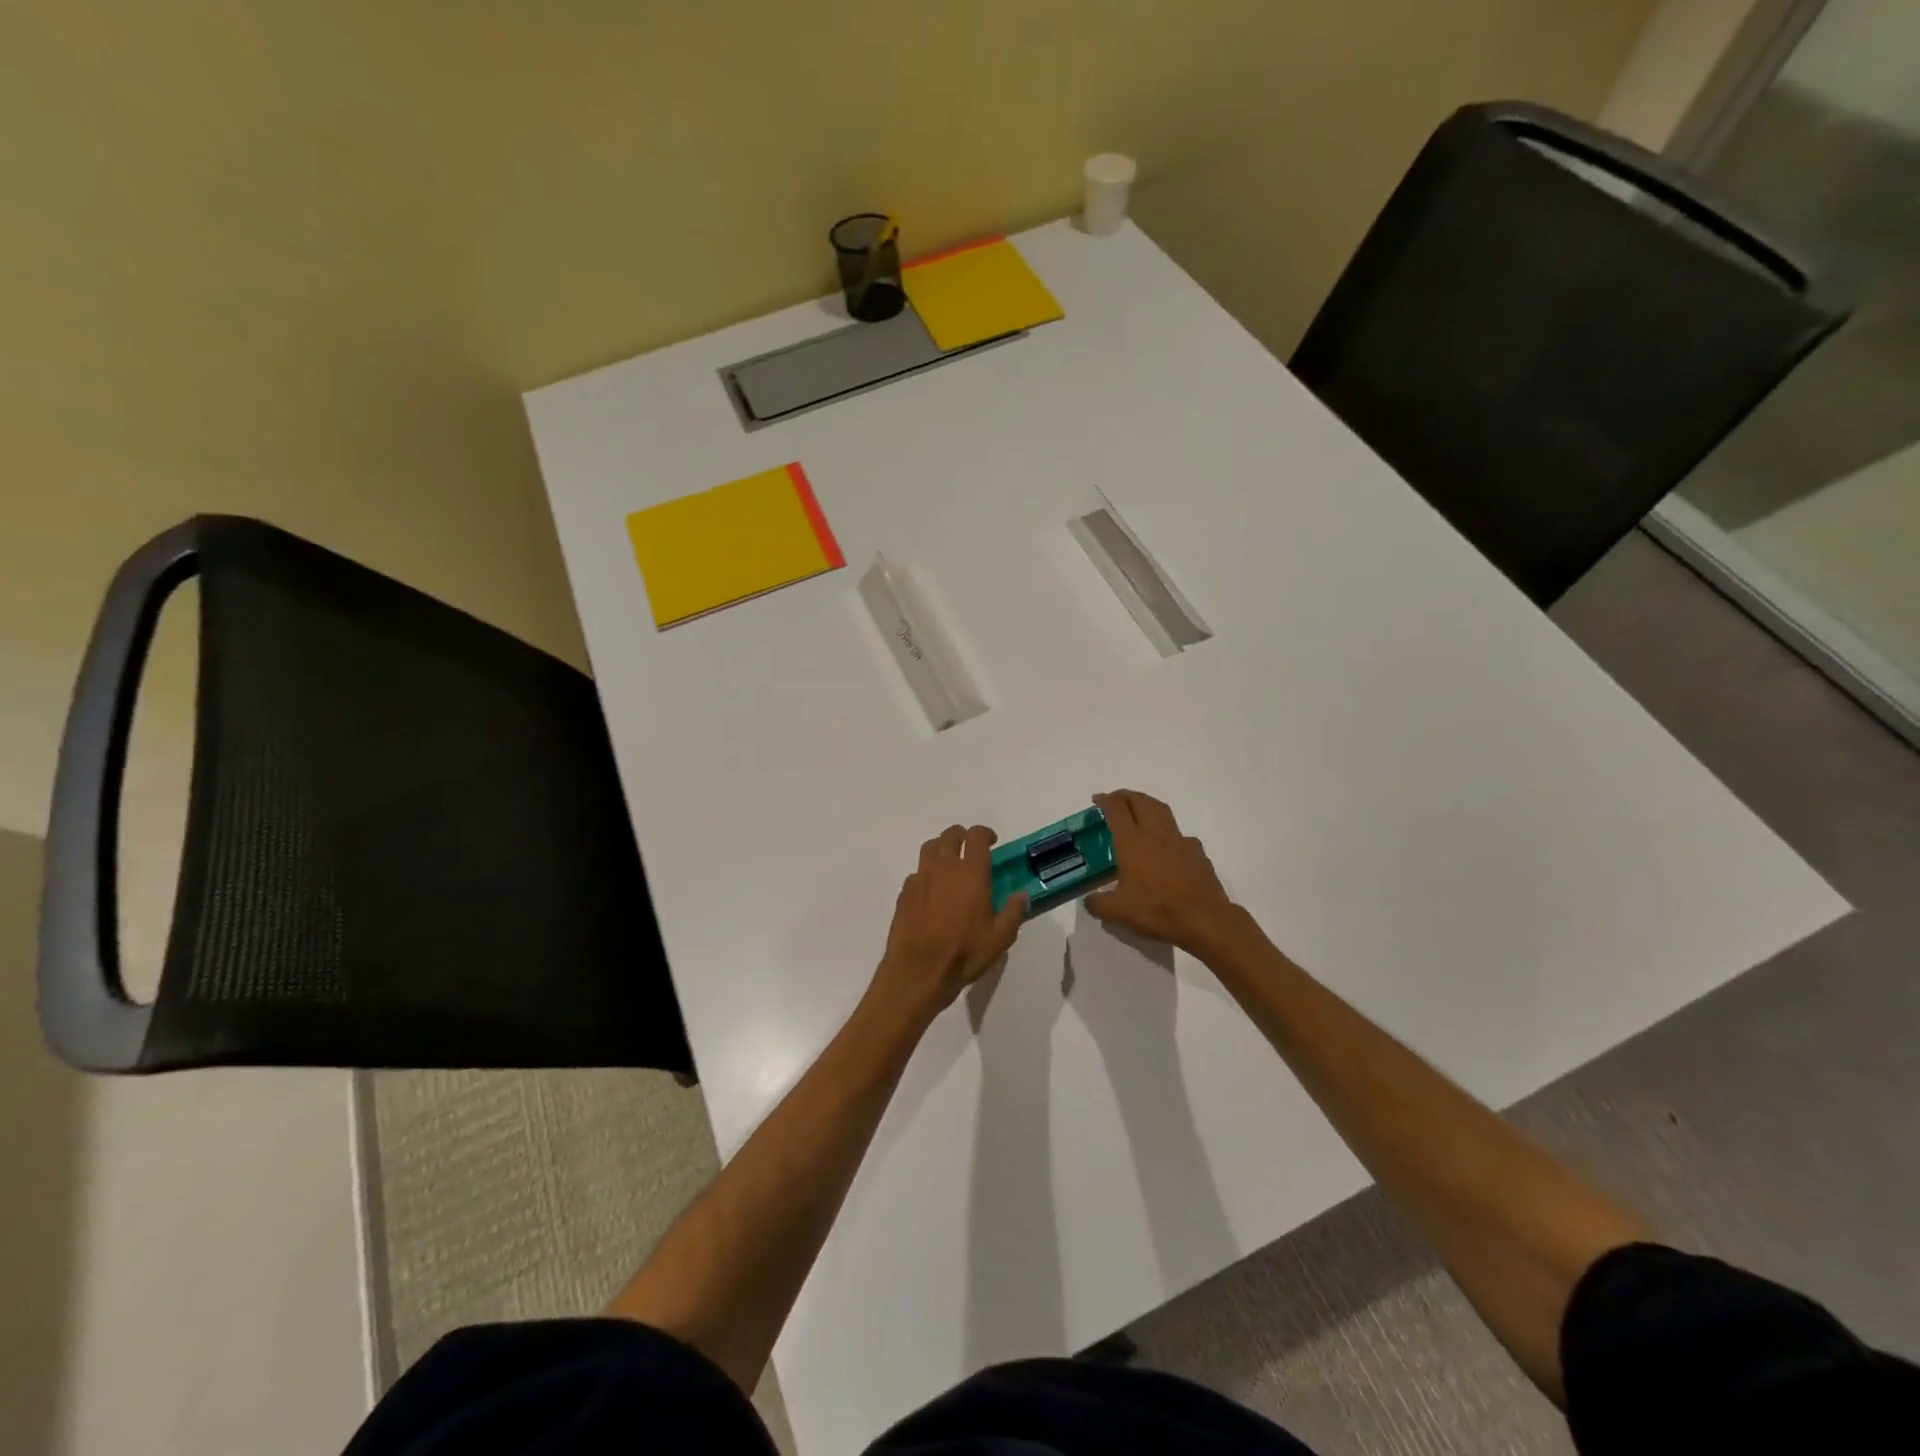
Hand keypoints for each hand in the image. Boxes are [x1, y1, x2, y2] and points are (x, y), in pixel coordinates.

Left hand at [872, 825, 1026, 1023]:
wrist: (919, 970)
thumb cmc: (964, 953)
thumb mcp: (1000, 938)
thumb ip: (1013, 912)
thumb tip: (1021, 895)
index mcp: (971, 872)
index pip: (977, 836)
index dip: (985, 833)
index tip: (991, 842)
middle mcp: (944, 867)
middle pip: (950, 835)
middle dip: (962, 835)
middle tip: (969, 848)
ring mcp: (921, 877)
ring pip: (929, 848)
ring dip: (941, 848)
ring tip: (948, 862)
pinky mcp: (904, 892)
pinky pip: (916, 872)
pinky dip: (925, 873)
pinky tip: (931, 890)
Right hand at [1085, 790, 1243, 958]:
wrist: (1204, 919)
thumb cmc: (1157, 910)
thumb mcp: (1118, 912)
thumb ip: (1098, 904)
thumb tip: (1090, 900)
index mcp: (1132, 842)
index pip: (1117, 809)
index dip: (1106, 800)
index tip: (1097, 800)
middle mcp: (1156, 834)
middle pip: (1141, 801)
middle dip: (1127, 796)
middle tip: (1116, 800)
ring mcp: (1180, 841)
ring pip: (1162, 811)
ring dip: (1147, 806)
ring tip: (1139, 814)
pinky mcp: (1197, 852)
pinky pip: (1179, 835)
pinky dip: (1167, 833)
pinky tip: (1166, 849)